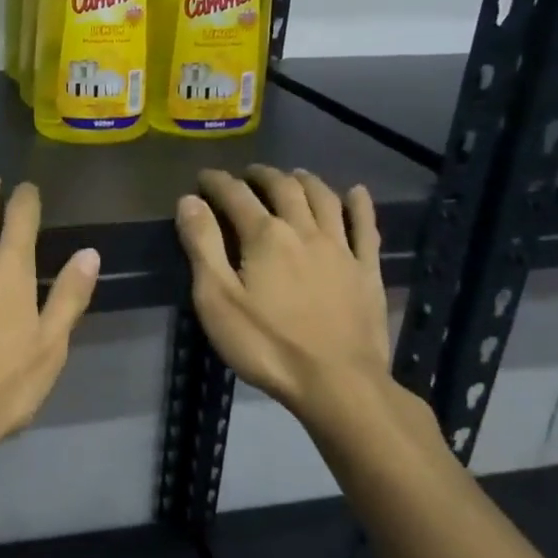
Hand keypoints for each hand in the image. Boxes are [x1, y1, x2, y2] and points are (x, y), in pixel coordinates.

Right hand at [176, 167, 393, 425]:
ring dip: (306, 181)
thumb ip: (203, 246)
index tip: (204, 177)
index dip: (218, 182)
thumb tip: (190, 201)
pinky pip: (366, 227)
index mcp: (265, 236)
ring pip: (324, 199)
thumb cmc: (267, 345)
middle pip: (284, 188)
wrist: (338, 383)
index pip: (236, 195)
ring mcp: (341, 249)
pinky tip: (357, 193)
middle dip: (262, 176)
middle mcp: (305, 230)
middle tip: (248, 174)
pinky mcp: (367, 270)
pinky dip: (360, 205)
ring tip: (294, 175)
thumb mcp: (217, 300)